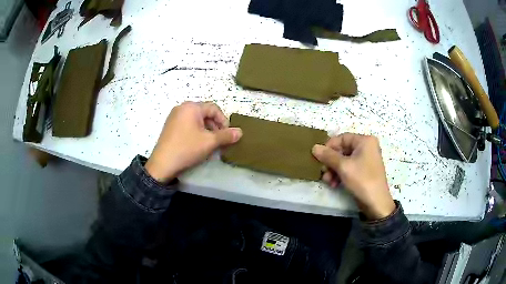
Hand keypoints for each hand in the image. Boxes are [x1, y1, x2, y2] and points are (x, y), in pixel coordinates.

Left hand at [145, 102, 242, 182]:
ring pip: (197, 120)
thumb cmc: (187, 148)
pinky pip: (188, 125)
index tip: (228, 135)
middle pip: (205, 113)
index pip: (214, 108)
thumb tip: (240, 132)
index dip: (224, 121)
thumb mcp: (209, 142)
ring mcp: (174, 117)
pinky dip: (197, 132)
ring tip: (210, 145)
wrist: (162, 164)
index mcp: (191, 107)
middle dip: (215, 127)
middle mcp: (182, 108)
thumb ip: (226, 135)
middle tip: (220, 141)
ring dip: (207, 131)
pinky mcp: (170, 126)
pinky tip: (198, 145)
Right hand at [312, 133, 394, 219]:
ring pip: (344, 160)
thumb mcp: (343, 167)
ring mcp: (366, 159)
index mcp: (365, 141)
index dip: (329, 147)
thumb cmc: (362, 180)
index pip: (342, 138)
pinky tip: (334, 184)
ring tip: (328, 181)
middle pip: (342, 150)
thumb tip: (314, 147)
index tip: (319, 158)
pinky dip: (340, 174)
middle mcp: (366, 147)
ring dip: (333, 170)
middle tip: (323, 172)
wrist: (376, 203)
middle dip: (331, 162)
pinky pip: (349, 168)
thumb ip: (328, 156)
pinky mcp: (364, 171)